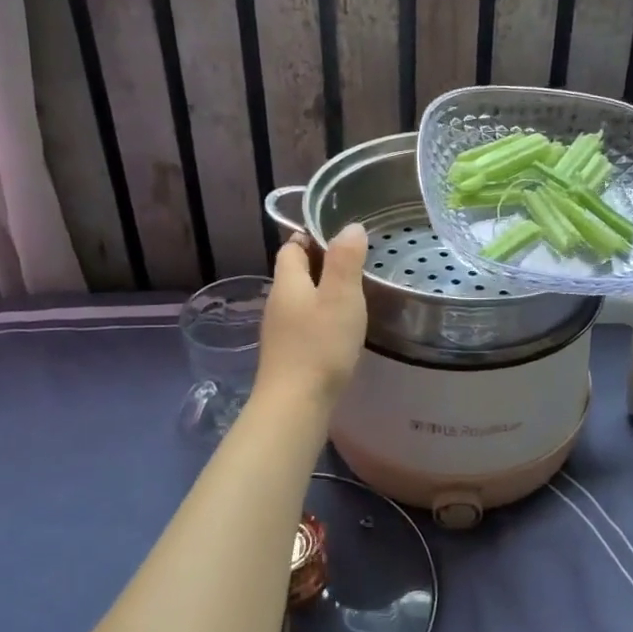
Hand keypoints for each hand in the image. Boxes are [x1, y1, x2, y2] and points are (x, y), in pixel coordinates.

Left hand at [255, 224, 368, 408]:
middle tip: (355, 266)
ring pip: (300, 300)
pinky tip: (340, 331)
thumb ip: (345, 260)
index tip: (340, 239)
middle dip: (321, 266)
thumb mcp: (341, 296)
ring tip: (353, 297)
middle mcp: (277, 303)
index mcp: (287, 282)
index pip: (291, 247)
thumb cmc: (320, 345)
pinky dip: (321, 320)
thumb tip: (349, 227)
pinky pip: (303, 325)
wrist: (295, 405)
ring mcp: (279, 331)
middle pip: (295, 273)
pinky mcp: (287, 355)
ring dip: (322, 294)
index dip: (311, 237)